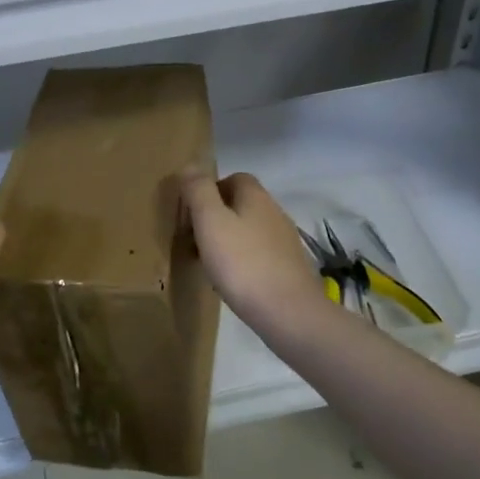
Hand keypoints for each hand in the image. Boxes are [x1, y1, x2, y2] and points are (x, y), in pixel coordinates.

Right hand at [178, 171, 327, 330]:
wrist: (288, 313)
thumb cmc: (243, 263)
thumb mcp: (210, 222)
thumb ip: (198, 191)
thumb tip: (191, 165)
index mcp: (256, 196)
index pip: (234, 178)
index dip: (210, 190)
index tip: (191, 213)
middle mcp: (274, 212)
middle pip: (240, 204)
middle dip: (216, 217)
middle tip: (193, 240)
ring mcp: (285, 241)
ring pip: (248, 231)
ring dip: (227, 241)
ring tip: (207, 263)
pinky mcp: (288, 268)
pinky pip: (258, 255)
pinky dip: (241, 261)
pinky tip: (230, 282)